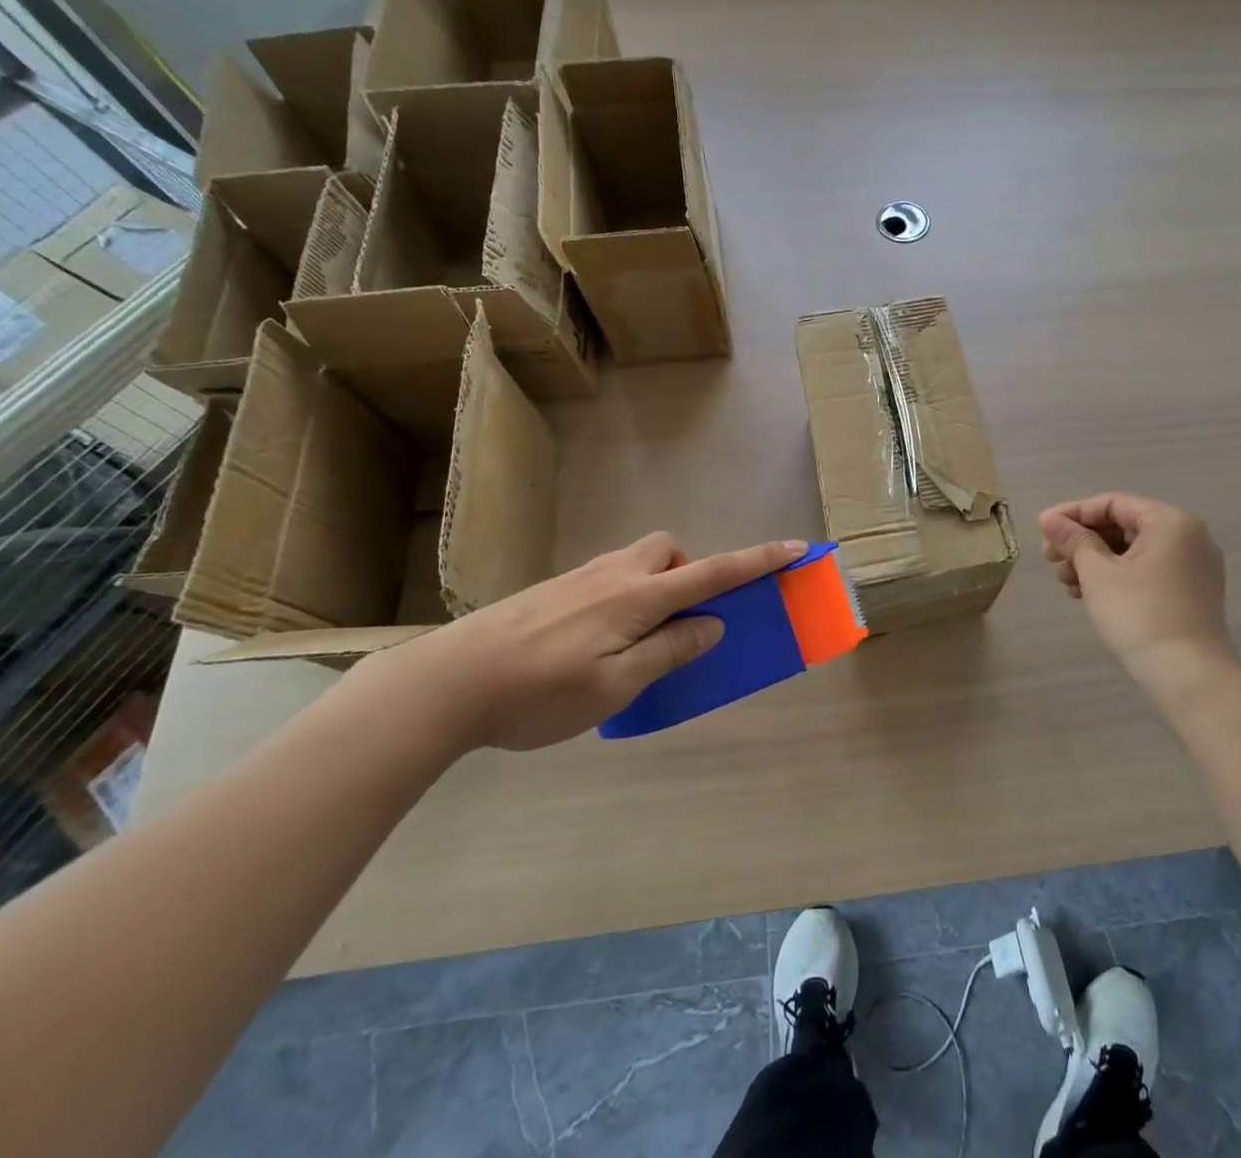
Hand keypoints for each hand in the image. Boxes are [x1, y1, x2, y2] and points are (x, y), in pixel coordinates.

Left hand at [357, 533, 807, 752]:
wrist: (445, 682)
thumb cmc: (538, 693)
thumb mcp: (615, 687)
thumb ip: (669, 651)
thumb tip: (712, 625)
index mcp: (638, 598)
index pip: (713, 572)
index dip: (757, 561)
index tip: (795, 548)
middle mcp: (614, 575)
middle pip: (669, 550)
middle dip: (688, 572)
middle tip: (677, 620)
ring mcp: (580, 578)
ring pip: (637, 563)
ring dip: (655, 588)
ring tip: (634, 643)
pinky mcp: (554, 590)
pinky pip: (609, 579)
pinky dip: (624, 599)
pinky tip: (592, 646)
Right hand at [1039, 493, 1236, 685]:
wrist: (1189, 676)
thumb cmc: (1139, 614)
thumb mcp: (1098, 573)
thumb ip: (1073, 540)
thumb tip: (1050, 519)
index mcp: (1170, 522)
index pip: (1113, 504)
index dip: (1073, 514)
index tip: (1042, 530)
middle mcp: (1188, 536)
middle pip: (1124, 526)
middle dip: (1083, 541)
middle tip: (1050, 559)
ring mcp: (1194, 566)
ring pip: (1134, 551)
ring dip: (1096, 561)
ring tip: (1066, 583)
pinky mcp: (1192, 593)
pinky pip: (1148, 571)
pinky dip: (1118, 576)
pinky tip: (1090, 594)